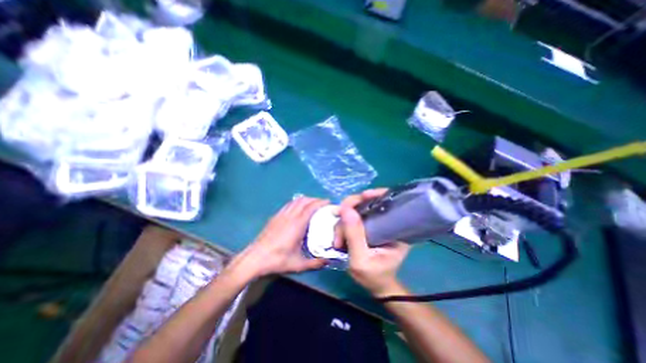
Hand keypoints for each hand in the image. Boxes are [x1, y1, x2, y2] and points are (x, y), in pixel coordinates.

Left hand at [234, 195, 330, 277]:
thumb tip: (328, 261)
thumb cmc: (278, 260)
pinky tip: (297, 209)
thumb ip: (315, 263)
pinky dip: (296, 203)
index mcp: (297, 224)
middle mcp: (290, 216)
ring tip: (312, 204)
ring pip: (295, 201)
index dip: (320, 202)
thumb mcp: (299, 264)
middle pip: (304, 200)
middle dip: (314, 199)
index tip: (328, 202)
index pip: (311, 207)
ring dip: (305, 200)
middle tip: (322, 203)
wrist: (255, 258)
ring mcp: (281, 215)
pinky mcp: (275, 217)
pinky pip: (288, 204)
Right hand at [335, 190, 410, 297]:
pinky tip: (340, 234)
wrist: (377, 285)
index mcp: (396, 228)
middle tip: (339, 232)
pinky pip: (353, 216)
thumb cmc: (374, 276)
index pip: (386, 201)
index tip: (361, 197)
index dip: (373, 195)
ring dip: (343, 221)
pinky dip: (344, 223)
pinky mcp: (367, 224)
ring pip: (356, 209)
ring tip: (339, 241)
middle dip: (349, 212)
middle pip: (367, 202)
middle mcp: (387, 220)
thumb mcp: (361, 260)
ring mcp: (376, 221)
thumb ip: (354, 235)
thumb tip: (345, 209)